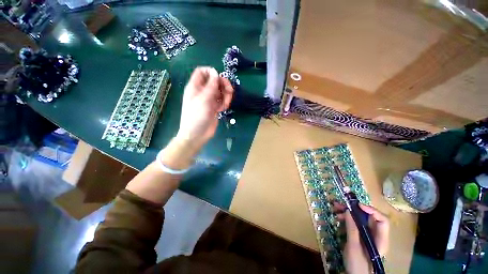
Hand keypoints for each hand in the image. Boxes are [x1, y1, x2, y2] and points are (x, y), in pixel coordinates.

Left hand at [176, 67, 233, 149]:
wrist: (197, 135)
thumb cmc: (196, 116)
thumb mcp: (203, 100)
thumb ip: (211, 86)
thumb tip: (216, 72)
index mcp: (195, 87)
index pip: (202, 72)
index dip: (211, 72)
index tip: (219, 78)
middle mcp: (202, 91)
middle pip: (215, 81)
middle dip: (223, 85)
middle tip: (230, 92)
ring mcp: (209, 100)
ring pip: (221, 91)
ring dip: (226, 96)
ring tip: (225, 105)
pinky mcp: (215, 107)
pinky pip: (222, 100)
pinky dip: (225, 103)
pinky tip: (222, 110)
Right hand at [336, 203, 389, 273]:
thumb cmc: (357, 265)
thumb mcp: (354, 247)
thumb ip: (352, 229)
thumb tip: (349, 211)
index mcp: (380, 239)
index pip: (382, 220)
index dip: (371, 210)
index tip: (357, 205)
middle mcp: (376, 235)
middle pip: (369, 218)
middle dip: (355, 209)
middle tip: (341, 204)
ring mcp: (367, 236)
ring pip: (360, 220)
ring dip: (348, 213)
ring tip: (336, 209)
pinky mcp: (359, 237)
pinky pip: (354, 224)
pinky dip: (346, 219)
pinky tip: (338, 218)